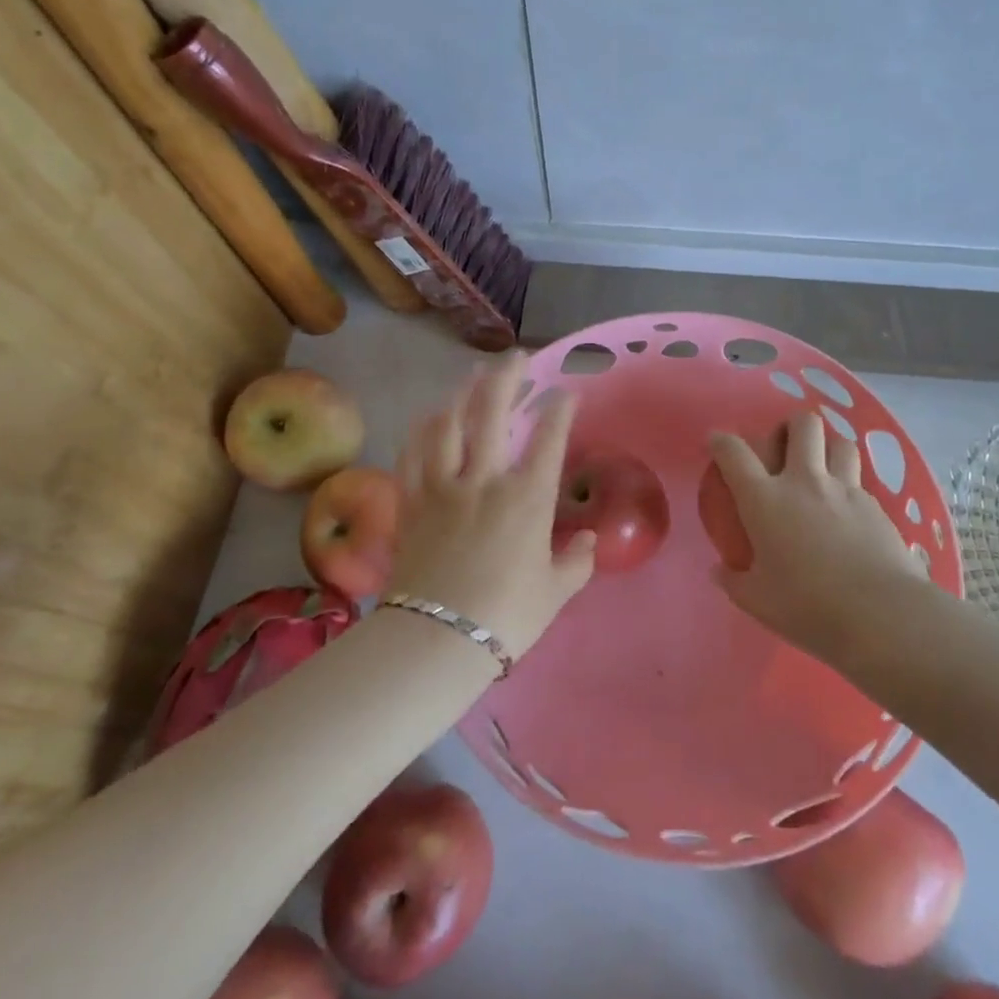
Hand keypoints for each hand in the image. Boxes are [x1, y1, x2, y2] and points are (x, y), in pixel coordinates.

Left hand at [390, 356, 595, 660]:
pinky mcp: (411, 502)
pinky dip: (422, 430)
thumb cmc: (506, 617)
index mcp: (527, 499)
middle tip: (515, 358)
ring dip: (461, 394)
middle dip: (506, 378)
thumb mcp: (554, 592)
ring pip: (448, 424)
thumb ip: (576, 561)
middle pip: (492, 413)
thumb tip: (587, 541)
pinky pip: (413, 454)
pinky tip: (429, 418)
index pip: (549, 440)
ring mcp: (442, 487)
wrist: (437, 640)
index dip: (560, 409)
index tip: (566, 392)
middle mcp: (484, 480)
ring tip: (471, 377)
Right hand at [708, 411, 925, 660]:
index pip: (735, 453)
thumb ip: (734, 581)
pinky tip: (847, 510)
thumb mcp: (758, 601)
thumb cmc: (808, 606)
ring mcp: (845, 490)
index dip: (721, 441)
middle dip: (791, 426)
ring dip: (827, 446)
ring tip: (822, 466)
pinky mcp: (876, 506)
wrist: (882, 614)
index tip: (717, 442)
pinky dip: (849, 484)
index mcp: (765, 500)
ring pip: (840, 442)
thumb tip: (719, 571)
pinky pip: (860, 480)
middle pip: (802, 425)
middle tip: (784, 447)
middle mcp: (804, 482)